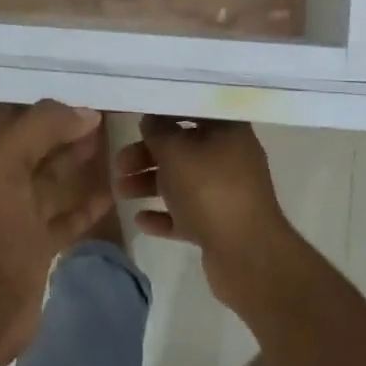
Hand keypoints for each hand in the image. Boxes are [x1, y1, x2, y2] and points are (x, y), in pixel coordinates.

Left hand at [0, 101, 114, 359]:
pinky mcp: (39, 241)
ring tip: (117, 141)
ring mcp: (22, 210)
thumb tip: (87, 112)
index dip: (49, 93)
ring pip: (56, 173)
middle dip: (71, 122)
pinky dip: (88, 202)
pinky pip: (68, 214)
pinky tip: (112, 193)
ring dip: (81, 158)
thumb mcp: (8, 162)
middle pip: (41, 138)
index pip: (19, 107)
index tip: (89, 80)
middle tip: (114, 107)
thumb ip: (43, 127)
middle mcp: (5, 174)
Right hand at [114, 117, 296, 295]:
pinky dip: (163, 214)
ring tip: (121, 192)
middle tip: (120, 163)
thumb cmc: (209, 189)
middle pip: (183, 149)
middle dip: (148, 155)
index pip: (194, 110)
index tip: (137, 118)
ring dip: (150, 184)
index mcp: (229, 131)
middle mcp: (230, 158)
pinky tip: (140, 220)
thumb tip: (151, 120)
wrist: (246, 254)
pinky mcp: (219, 225)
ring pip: (181, 182)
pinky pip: (186, 214)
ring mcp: (226, 193)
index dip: (165, 112)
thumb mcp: (176, 151)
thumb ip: (158, 131)